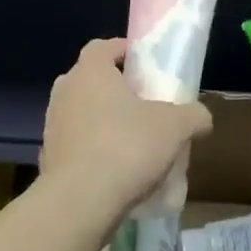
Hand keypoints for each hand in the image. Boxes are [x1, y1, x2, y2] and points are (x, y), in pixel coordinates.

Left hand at [40, 38, 212, 220]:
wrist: (80, 203)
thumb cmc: (127, 147)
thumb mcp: (175, 127)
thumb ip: (193, 115)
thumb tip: (202, 118)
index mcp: (91, 71)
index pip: (103, 47)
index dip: (122, 51)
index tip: (142, 63)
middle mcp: (65, 91)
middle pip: (90, 79)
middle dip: (113, 88)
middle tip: (140, 102)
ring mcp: (52, 126)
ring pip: (80, 113)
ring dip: (102, 121)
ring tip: (130, 140)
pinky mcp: (48, 159)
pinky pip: (74, 145)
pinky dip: (91, 151)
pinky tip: (114, 170)